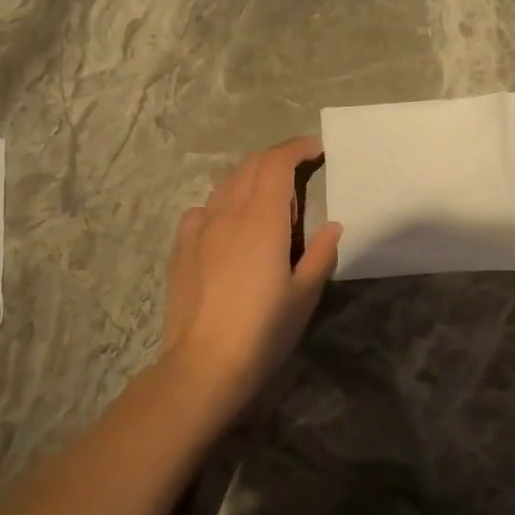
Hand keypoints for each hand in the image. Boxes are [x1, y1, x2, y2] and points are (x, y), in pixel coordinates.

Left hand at [156, 137, 342, 417]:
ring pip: (225, 184)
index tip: (316, 150)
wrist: (204, 365)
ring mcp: (200, 229)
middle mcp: (228, 213)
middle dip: (276, 159)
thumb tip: (332, 226)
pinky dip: (223, 204)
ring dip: (251, 179)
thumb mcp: (305, 293)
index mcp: (263, 219)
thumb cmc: (264, 329)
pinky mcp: (182, 248)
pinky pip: (203, 209)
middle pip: (250, 166)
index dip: (297, 148)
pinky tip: (230, 226)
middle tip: (300, 173)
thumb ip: (320, 253)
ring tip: (269, 201)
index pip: (276, 163)